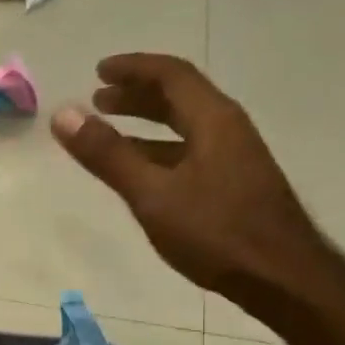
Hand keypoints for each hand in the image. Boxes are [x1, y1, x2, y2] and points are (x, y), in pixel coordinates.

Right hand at [51, 53, 327, 300]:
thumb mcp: (152, 194)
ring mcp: (234, 158)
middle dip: (137, 95)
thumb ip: (108, 155)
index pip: (171, 75)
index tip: (98, 71)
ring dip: (147, 124)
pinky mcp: (234, 185)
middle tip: (99, 99)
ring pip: (185, 127)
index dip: (133, 68)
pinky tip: (143, 172)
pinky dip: (160, 151)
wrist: (280, 276)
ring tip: (111, 131)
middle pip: (180, 97)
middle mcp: (227, 129)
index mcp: (212, 119)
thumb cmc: (215, 231)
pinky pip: (190, 152)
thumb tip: (64, 115)